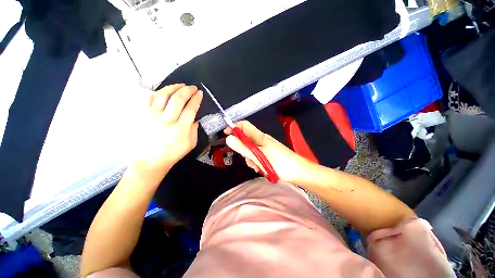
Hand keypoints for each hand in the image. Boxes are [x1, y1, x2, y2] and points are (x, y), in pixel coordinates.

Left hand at [132, 84, 202, 178]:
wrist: (149, 161)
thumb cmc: (172, 154)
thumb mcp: (190, 144)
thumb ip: (194, 129)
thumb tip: (194, 118)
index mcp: (181, 130)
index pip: (190, 109)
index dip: (196, 99)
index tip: (200, 93)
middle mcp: (166, 121)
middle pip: (177, 99)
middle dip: (187, 90)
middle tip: (192, 87)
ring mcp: (152, 117)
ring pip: (162, 95)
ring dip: (173, 87)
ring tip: (180, 85)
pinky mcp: (143, 116)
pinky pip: (149, 99)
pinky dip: (159, 92)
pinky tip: (165, 91)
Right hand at [225, 121, 312, 182]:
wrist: (299, 173)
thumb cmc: (281, 163)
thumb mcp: (259, 156)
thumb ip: (243, 148)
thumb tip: (228, 138)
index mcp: (260, 137)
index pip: (244, 126)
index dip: (234, 127)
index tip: (226, 134)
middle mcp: (262, 141)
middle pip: (246, 141)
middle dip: (244, 150)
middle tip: (249, 159)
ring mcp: (265, 149)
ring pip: (250, 151)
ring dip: (251, 159)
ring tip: (258, 167)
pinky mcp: (268, 156)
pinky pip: (256, 157)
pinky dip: (256, 163)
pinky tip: (262, 169)